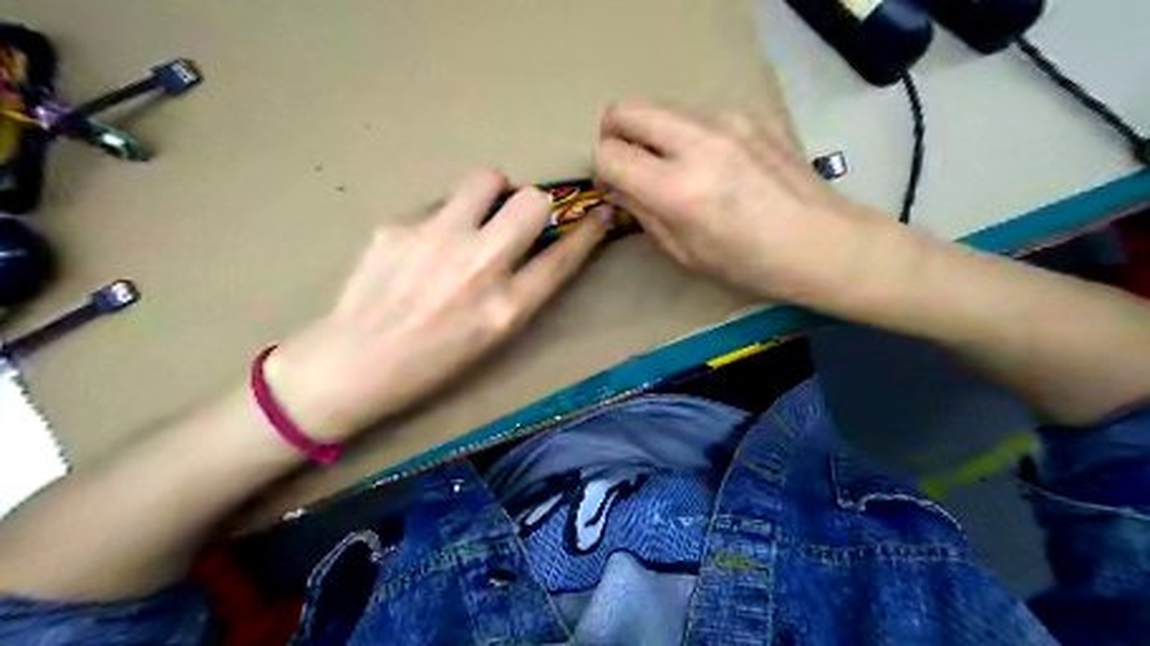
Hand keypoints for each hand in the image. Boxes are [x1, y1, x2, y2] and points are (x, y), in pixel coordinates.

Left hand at [265, 169, 603, 440]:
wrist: (354, 362)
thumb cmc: (432, 362)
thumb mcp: (492, 336)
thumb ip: (520, 288)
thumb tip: (535, 242)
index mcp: (507, 308)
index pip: (563, 256)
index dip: (588, 231)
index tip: (599, 213)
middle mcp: (479, 266)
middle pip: (532, 201)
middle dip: (534, 205)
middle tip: (514, 219)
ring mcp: (436, 239)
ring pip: (487, 178)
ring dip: (491, 193)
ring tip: (473, 217)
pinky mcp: (398, 224)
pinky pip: (439, 201)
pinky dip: (444, 217)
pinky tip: (422, 246)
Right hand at [592, 100, 888, 307]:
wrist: (822, 242)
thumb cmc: (749, 263)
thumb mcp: (684, 252)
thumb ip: (643, 212)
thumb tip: (616, 186)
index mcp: (678, 189)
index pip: (609, 155)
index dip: (601, 171)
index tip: (613, 186)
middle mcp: (697, 143)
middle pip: (625, 110)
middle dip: (613, 134)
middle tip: (627, 163)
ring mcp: (726, 121)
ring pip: (659, 106)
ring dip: (650, 132)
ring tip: (670, 166)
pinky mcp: (747, 114)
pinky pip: (693, 113)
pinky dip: (683, 132)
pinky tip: (707, 162)